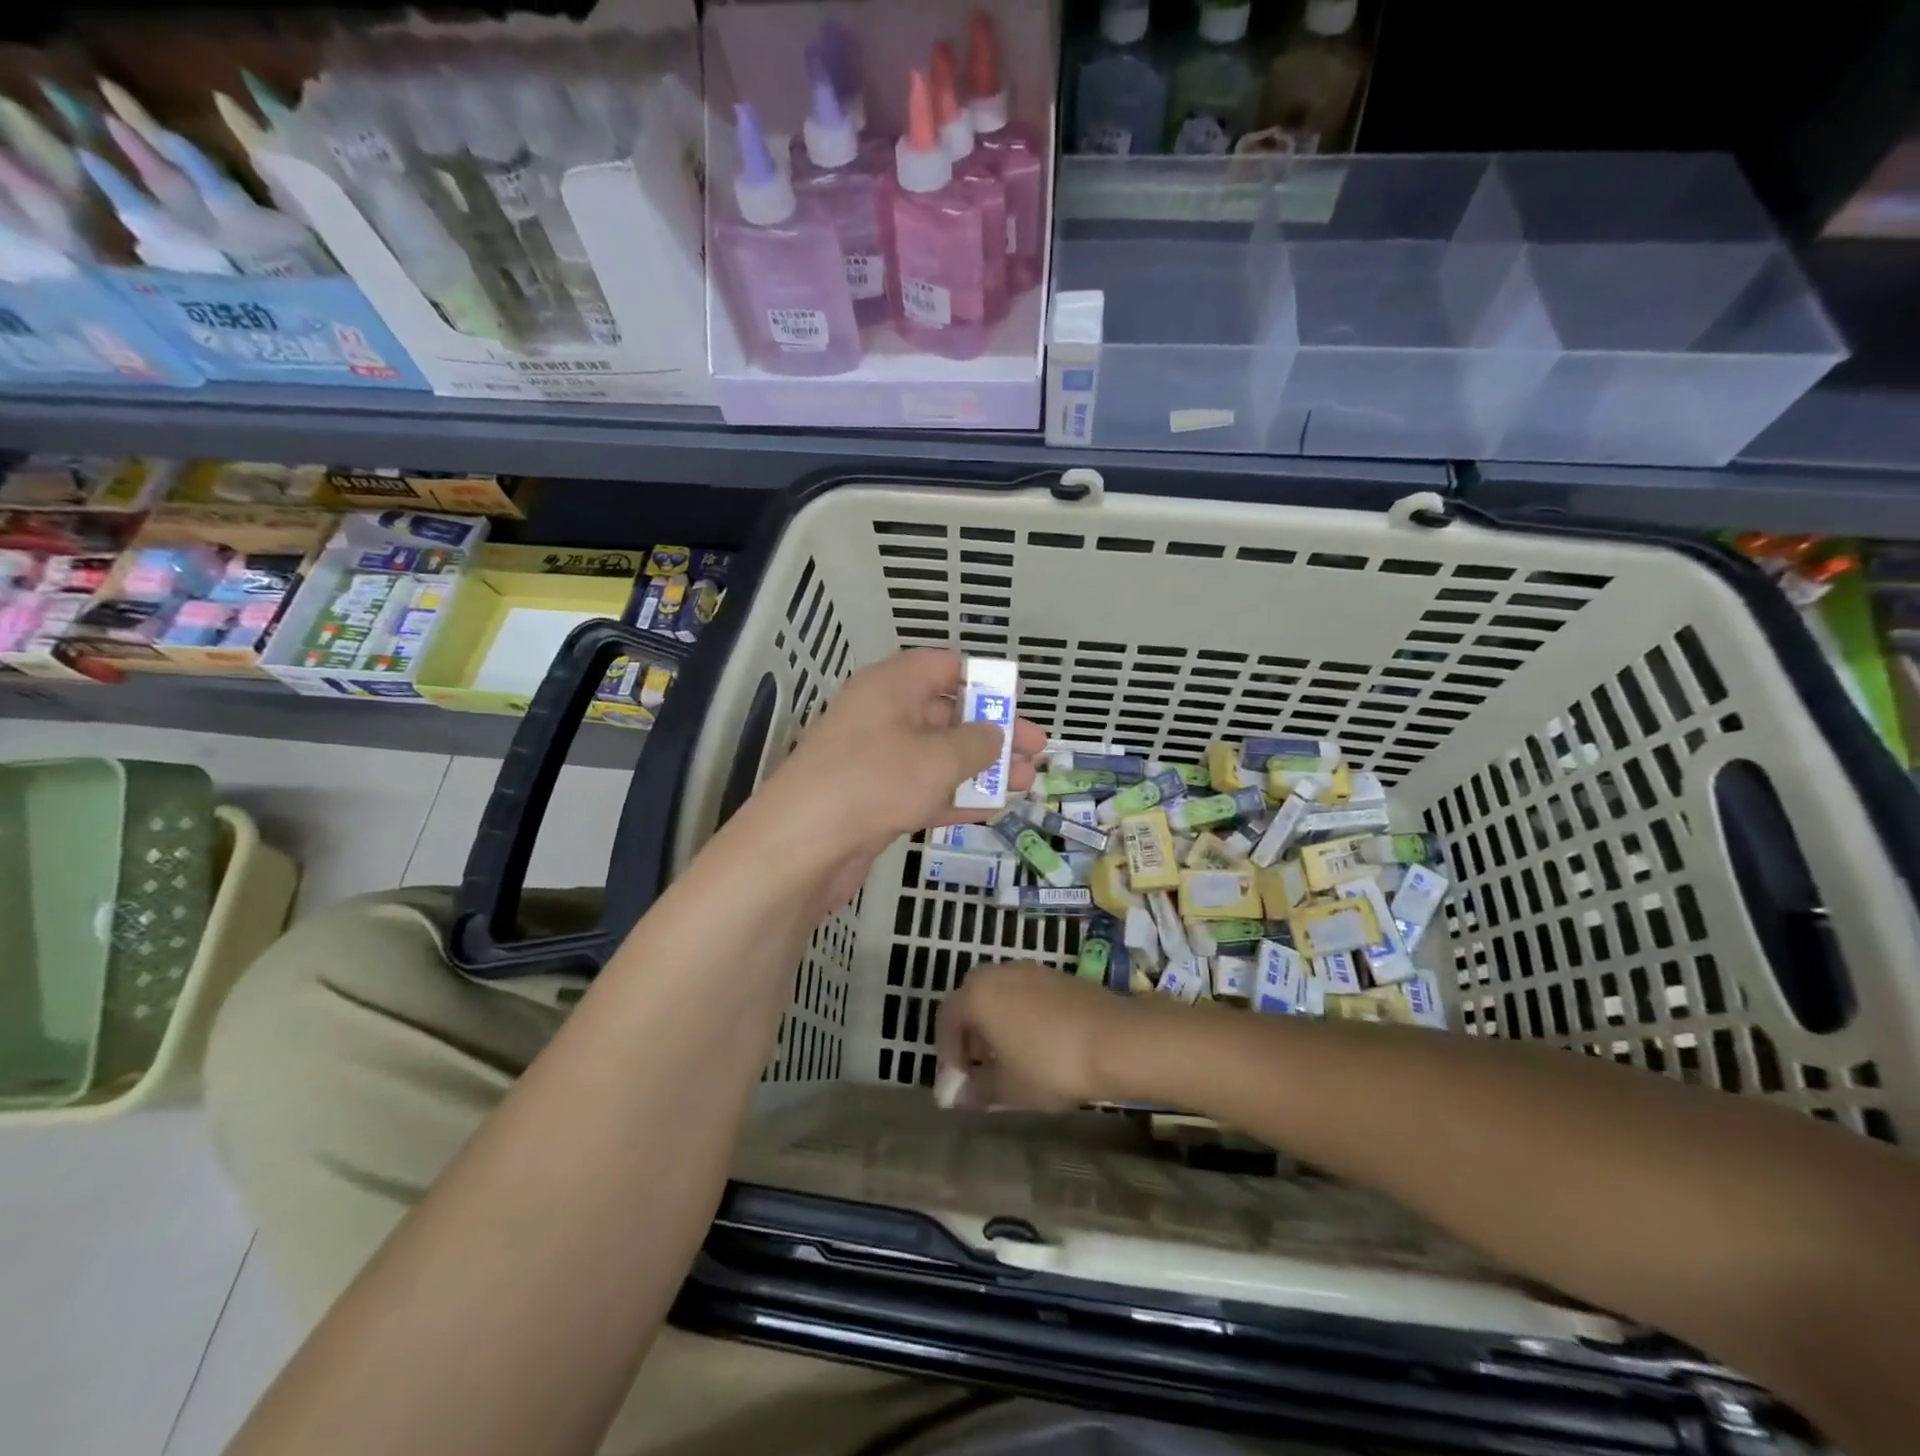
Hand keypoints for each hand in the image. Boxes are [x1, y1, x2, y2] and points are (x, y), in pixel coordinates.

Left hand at [756, 649, 1044, 906]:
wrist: (803, 844)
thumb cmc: (875, 781)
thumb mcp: (938, 758)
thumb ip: (977, 743)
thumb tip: (996, 734)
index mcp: (892, 686)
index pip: (943, 667)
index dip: (983, 680)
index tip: (1016, 703)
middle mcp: (883, 716)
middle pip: (947, 714)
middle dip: (993, 732)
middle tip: (1035, 751)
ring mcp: (877, 761)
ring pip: (939, 756)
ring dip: (981, 769)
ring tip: (1025, 782)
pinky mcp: (875, 800)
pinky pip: (924, 790)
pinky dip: (956, 796)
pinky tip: (993, 808)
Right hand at [934, 961, 1142, 1111]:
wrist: (1116, 1039)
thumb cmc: (1051, 1064)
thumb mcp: (1009, 1088)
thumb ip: (977, 1090)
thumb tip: (956, 1095)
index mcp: (977, 994)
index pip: (946, 1021)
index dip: (947, 1057)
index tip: (957, 1087)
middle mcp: (998, 973)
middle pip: (970, 1003)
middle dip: (969, 1038)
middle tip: (978, 1072)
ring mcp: (1029, 970)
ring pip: (998, 997)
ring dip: (994, 1027)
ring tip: (1007, 1063)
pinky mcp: (1055, 976)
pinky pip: (1022, 995)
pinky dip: (1018, 1017)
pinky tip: (1035, 1047)